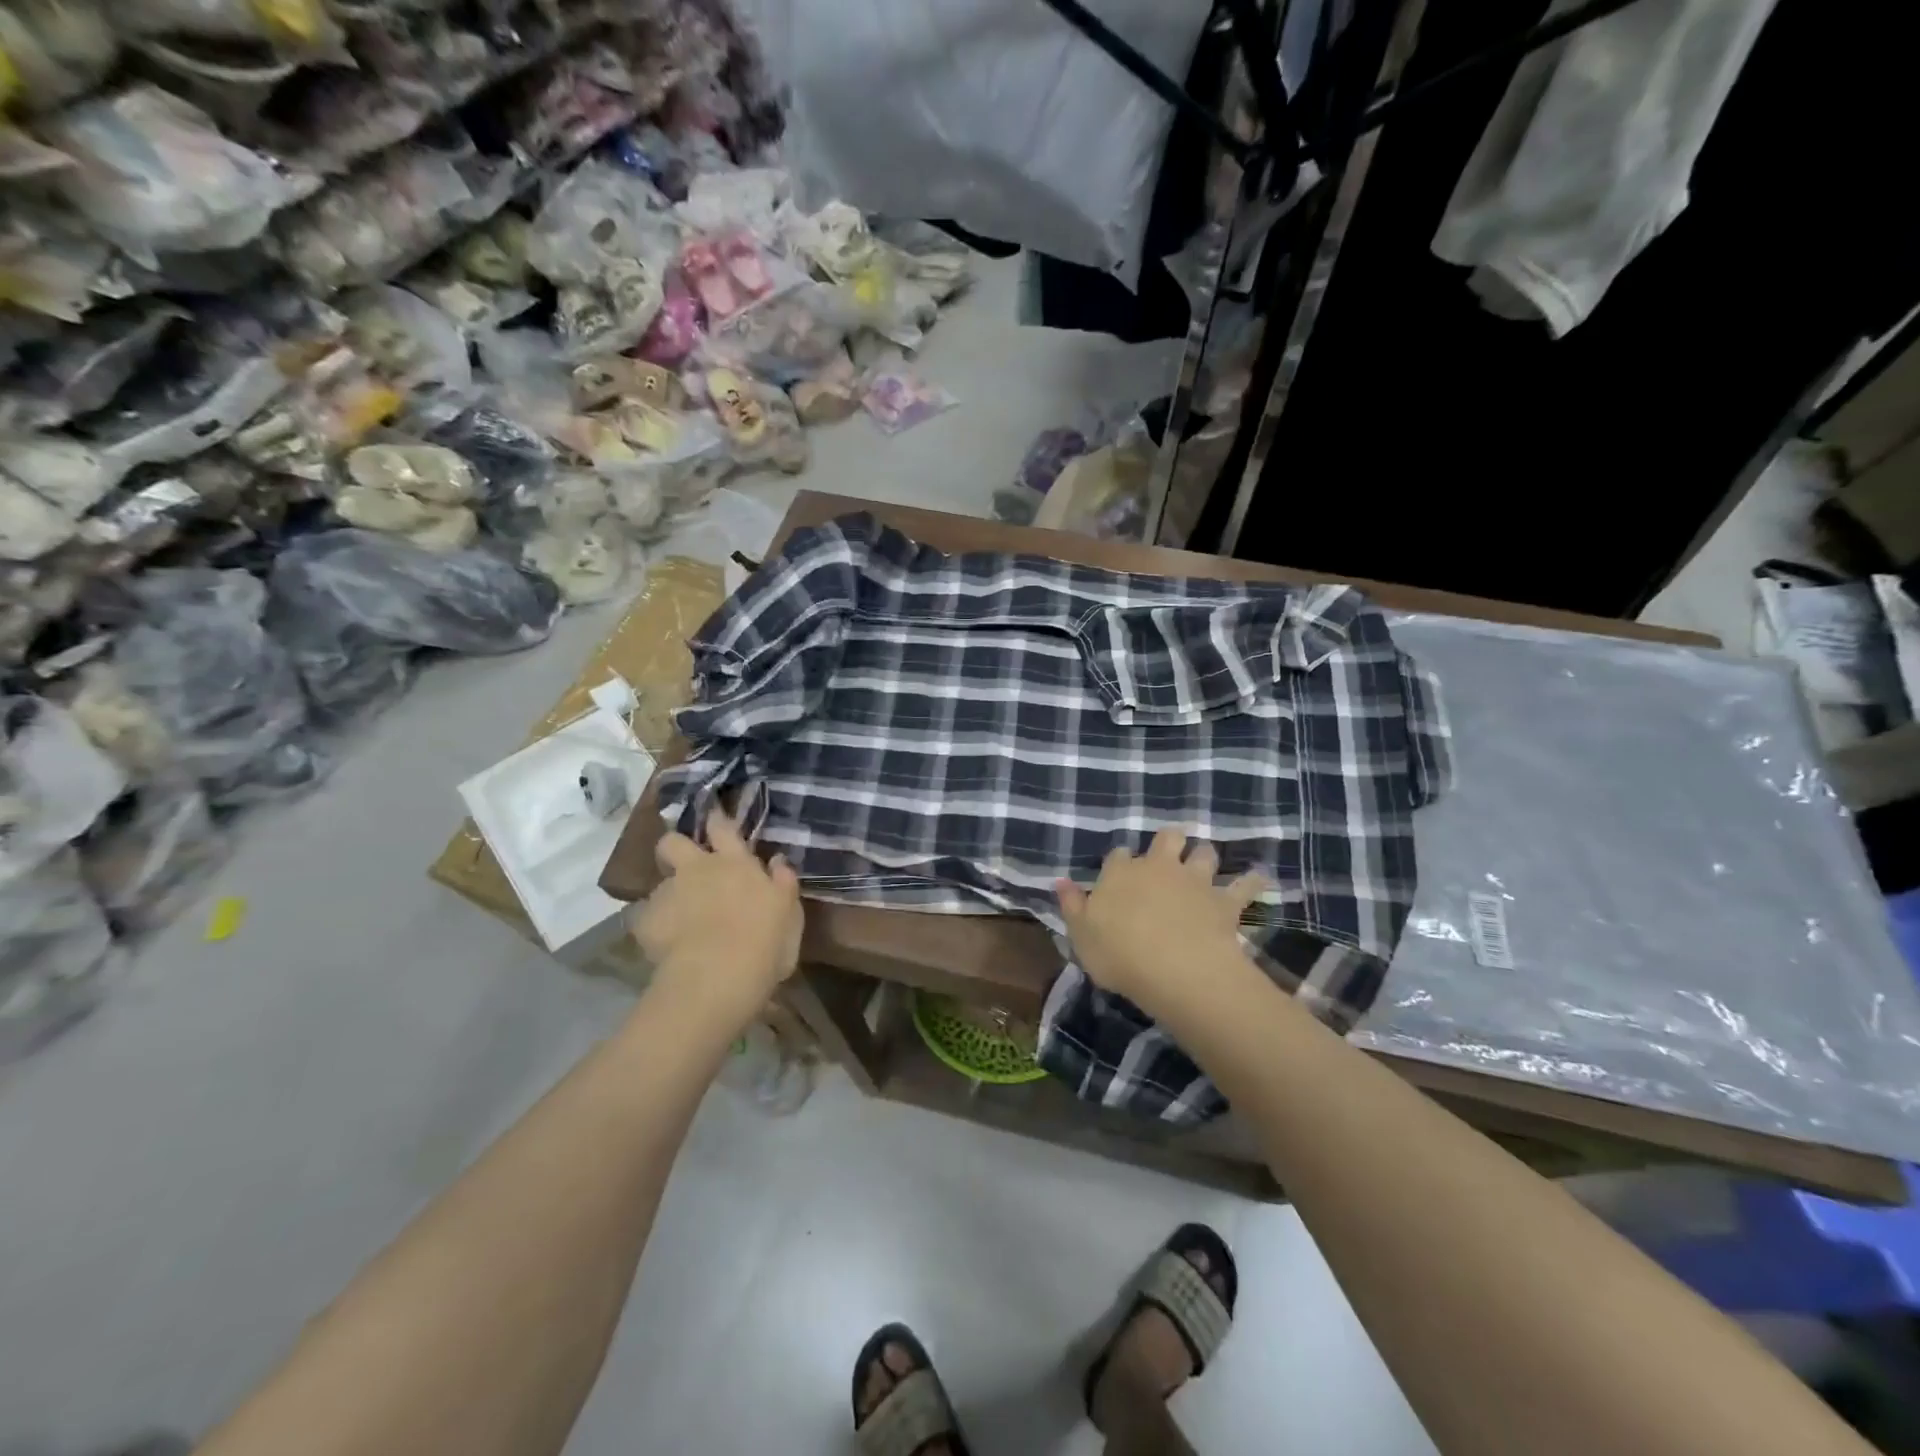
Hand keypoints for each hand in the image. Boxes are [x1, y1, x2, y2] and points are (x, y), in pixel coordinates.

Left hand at [634, 808, 802, 1029]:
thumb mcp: (790, 914)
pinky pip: (645, 919)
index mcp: (736, 864)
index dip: (716, 820)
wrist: (718, 976)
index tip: (714, 816)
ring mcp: (668, 894)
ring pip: (660, 884)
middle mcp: (698, 869)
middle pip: (673, 842)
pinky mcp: (645, 922)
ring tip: (679, 921)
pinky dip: (654, 928)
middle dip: (675, 848)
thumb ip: (783, 883)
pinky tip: (664, 945)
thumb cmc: (766, 943)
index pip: (723, 828)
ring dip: (669, 896)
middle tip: (685, 867)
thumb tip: (778, 860)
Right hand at [1056, 828, 1266, 1019]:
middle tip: (1171, 851)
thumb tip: (1060, 881)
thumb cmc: (1119, 953)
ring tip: (1206, 863)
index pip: (1118, 856)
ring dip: (1205, 856)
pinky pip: (1245, 885)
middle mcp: (1158, 867)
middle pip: (1167, 838)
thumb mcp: (1081, 935)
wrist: (1175, 967)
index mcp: (1120, 874)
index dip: (1121, 862)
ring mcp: (1195, 881)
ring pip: (1205, 854)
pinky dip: (1252, 880)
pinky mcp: (1225, 901)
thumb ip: (1072, 906)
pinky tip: (1259, 877)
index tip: (1121, 872)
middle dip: (1170, 841)